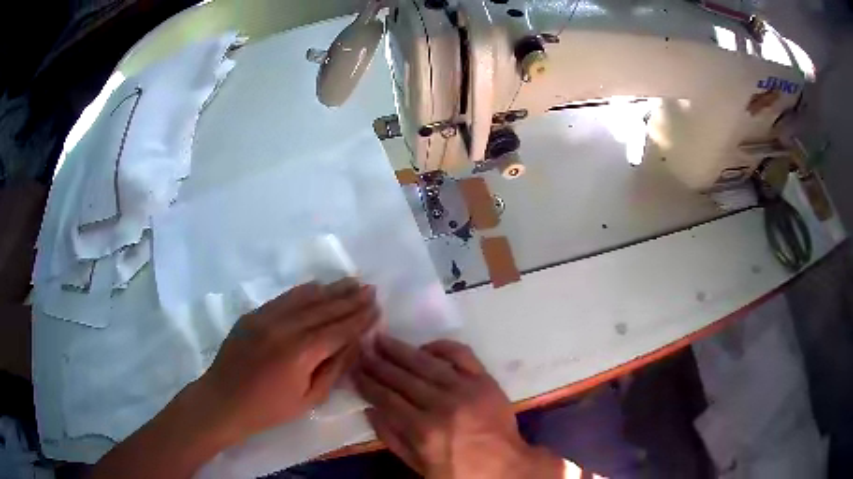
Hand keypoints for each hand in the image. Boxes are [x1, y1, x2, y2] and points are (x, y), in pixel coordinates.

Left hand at [198, 279, 378, 442]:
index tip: (377, 308)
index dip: (359, 319)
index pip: (338, 330)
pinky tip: (318, 285)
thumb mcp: (309, 399)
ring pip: (306, 298)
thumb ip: (333, 369)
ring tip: (352, 281)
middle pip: (325, 309)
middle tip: (370, 289)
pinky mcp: (254, 314)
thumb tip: (353, 344)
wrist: (223, 400)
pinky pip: (285, 297)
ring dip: (331, 289)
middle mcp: (285, 328)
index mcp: (300, 353)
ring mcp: (267, 317)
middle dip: (350, 299)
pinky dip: (305, 290)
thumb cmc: (269, 409)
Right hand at [353, 336, 562, 478]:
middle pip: (402, 378)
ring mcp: (465, 389)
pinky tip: (424, 347)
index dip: (367, 383)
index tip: (354, 370)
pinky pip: (461, 354)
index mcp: (424, 430)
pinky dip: (441, 346)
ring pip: (426, 363)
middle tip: (362, 350)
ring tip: (382, 339)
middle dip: (378, 363)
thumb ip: (392, 439)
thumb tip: (370, 410)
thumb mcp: (419, 466)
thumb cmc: (459, 472)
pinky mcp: (484, 380)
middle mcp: (442, 405)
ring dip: (401, 350)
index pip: (386, 399)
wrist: (505, 467)